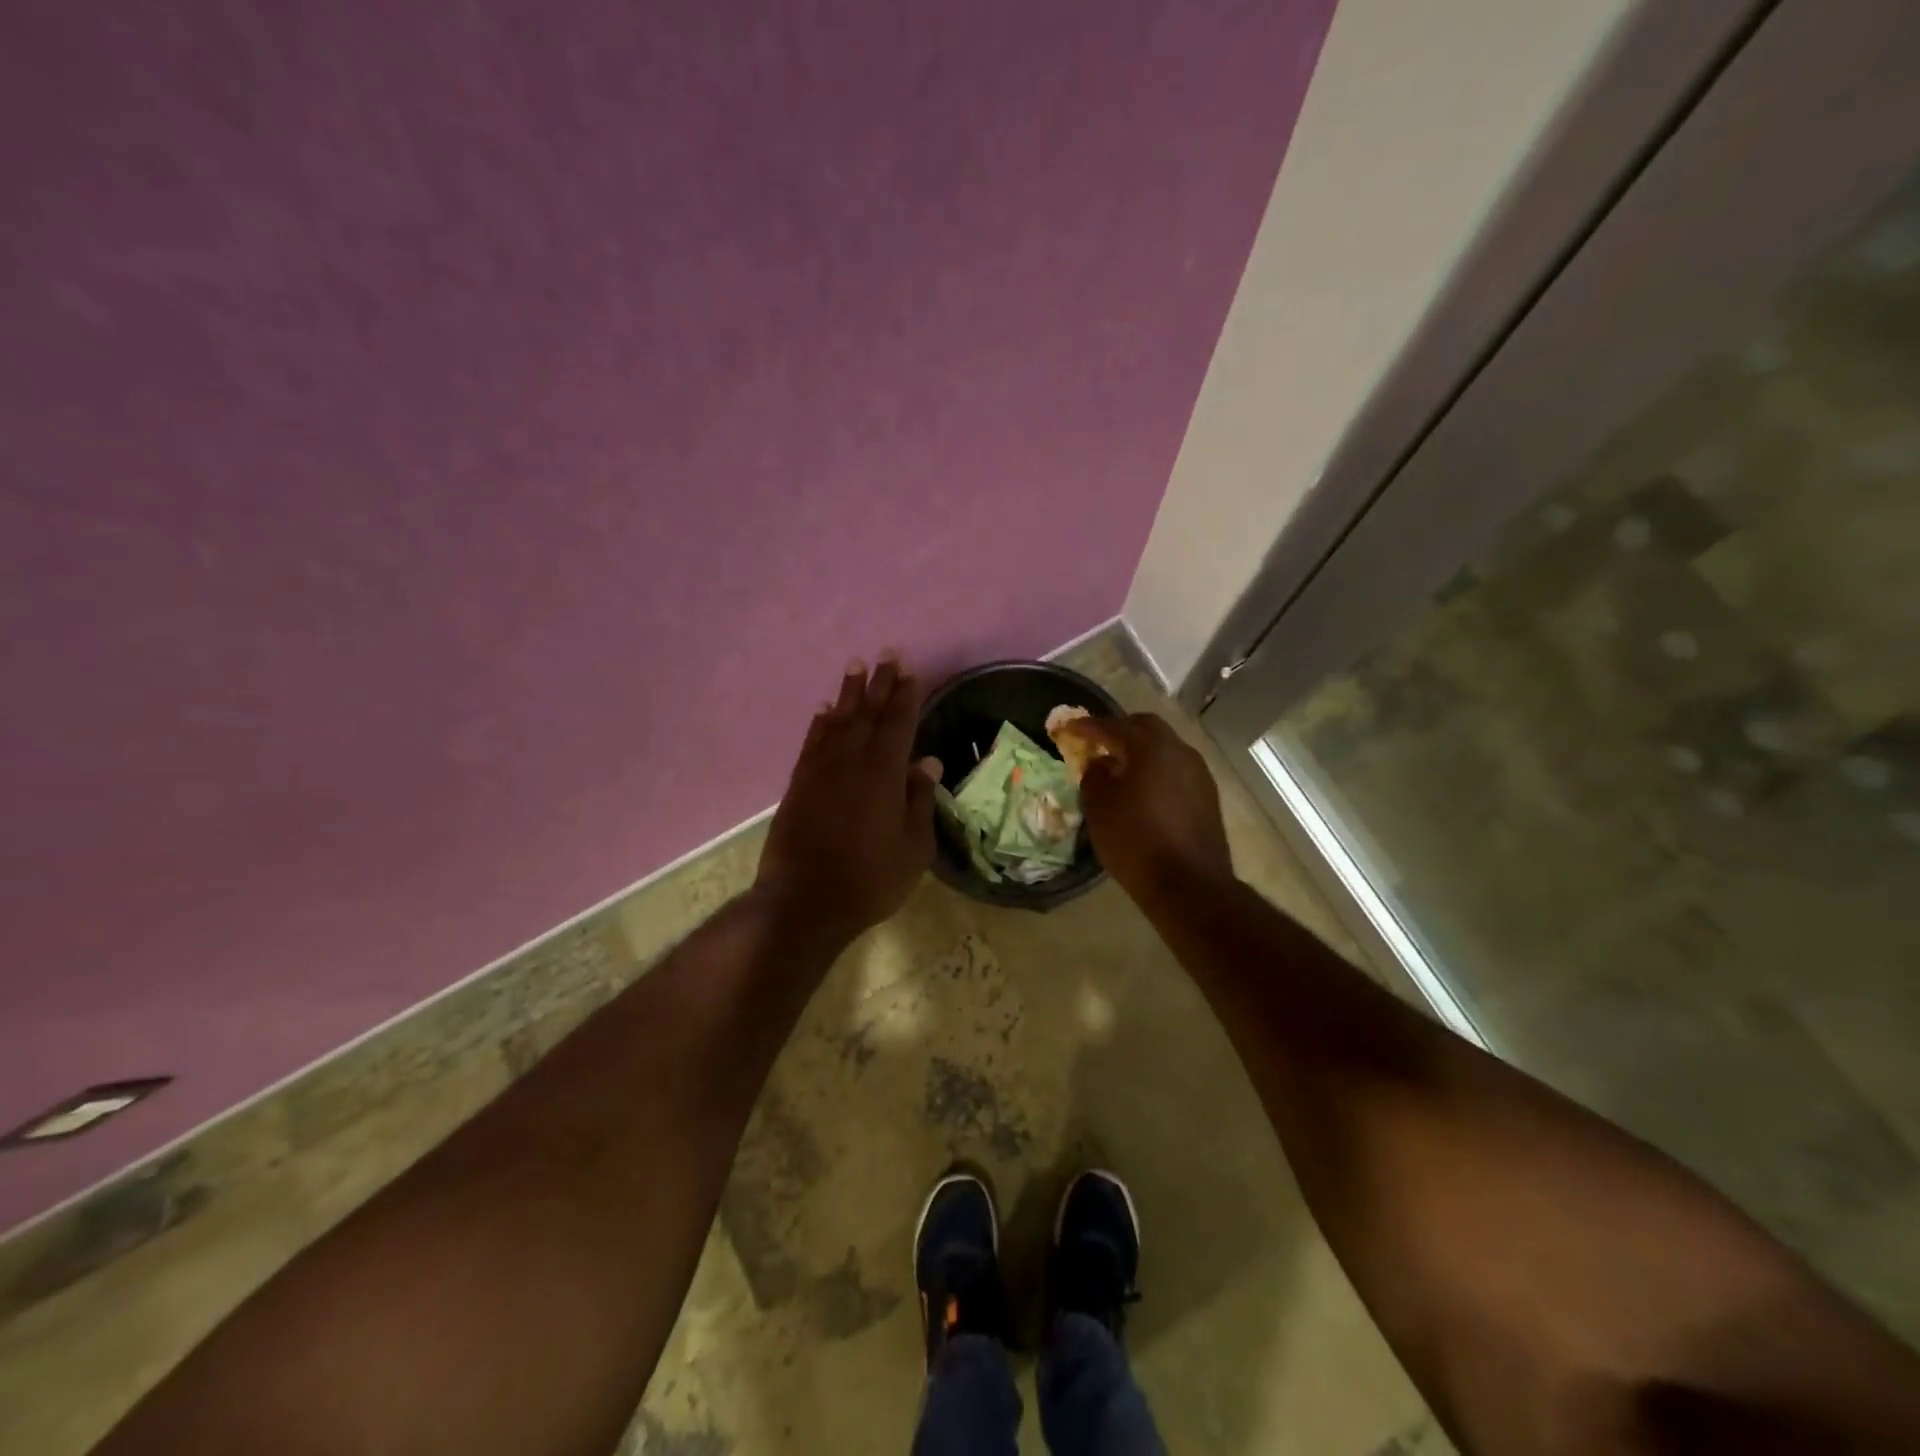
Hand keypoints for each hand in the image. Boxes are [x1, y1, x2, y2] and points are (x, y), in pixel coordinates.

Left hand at [755, 655, 938, 944]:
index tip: (911, 671)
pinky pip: (812, 742)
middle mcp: (852, 762)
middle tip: (887, 655)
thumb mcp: (913, 848)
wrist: (804, 900)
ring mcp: (821, 770)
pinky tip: (825, 710)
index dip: (906, 696)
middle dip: (880, 683)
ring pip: (838, 721)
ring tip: (856, 666)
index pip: (899, 724)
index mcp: (884, 774)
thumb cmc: (870, 879)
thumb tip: (928, 762)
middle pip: (869, 713)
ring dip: (849, 693)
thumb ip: (920, 801)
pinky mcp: (799, 783)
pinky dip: (820, 723)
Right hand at [1071, 713, 1233, 905]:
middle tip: (1097, 742)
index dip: (1086, 726)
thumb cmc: (1135, 842)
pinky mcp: (1207, 793)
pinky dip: (1157, 768)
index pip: (1111, 727)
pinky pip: (1176, 767)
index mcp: (1149, 748)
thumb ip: (1094, 776)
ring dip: (1141, 749)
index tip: (1067, 728)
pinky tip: (1145, 788)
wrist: (1190, 884)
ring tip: (1120, 766)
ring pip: (1165, 746)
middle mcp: (1178, 750)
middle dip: (1119, 730)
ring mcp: (1198, 771)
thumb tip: (1099, 763)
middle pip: (1145, 726)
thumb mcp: (1099, 809)